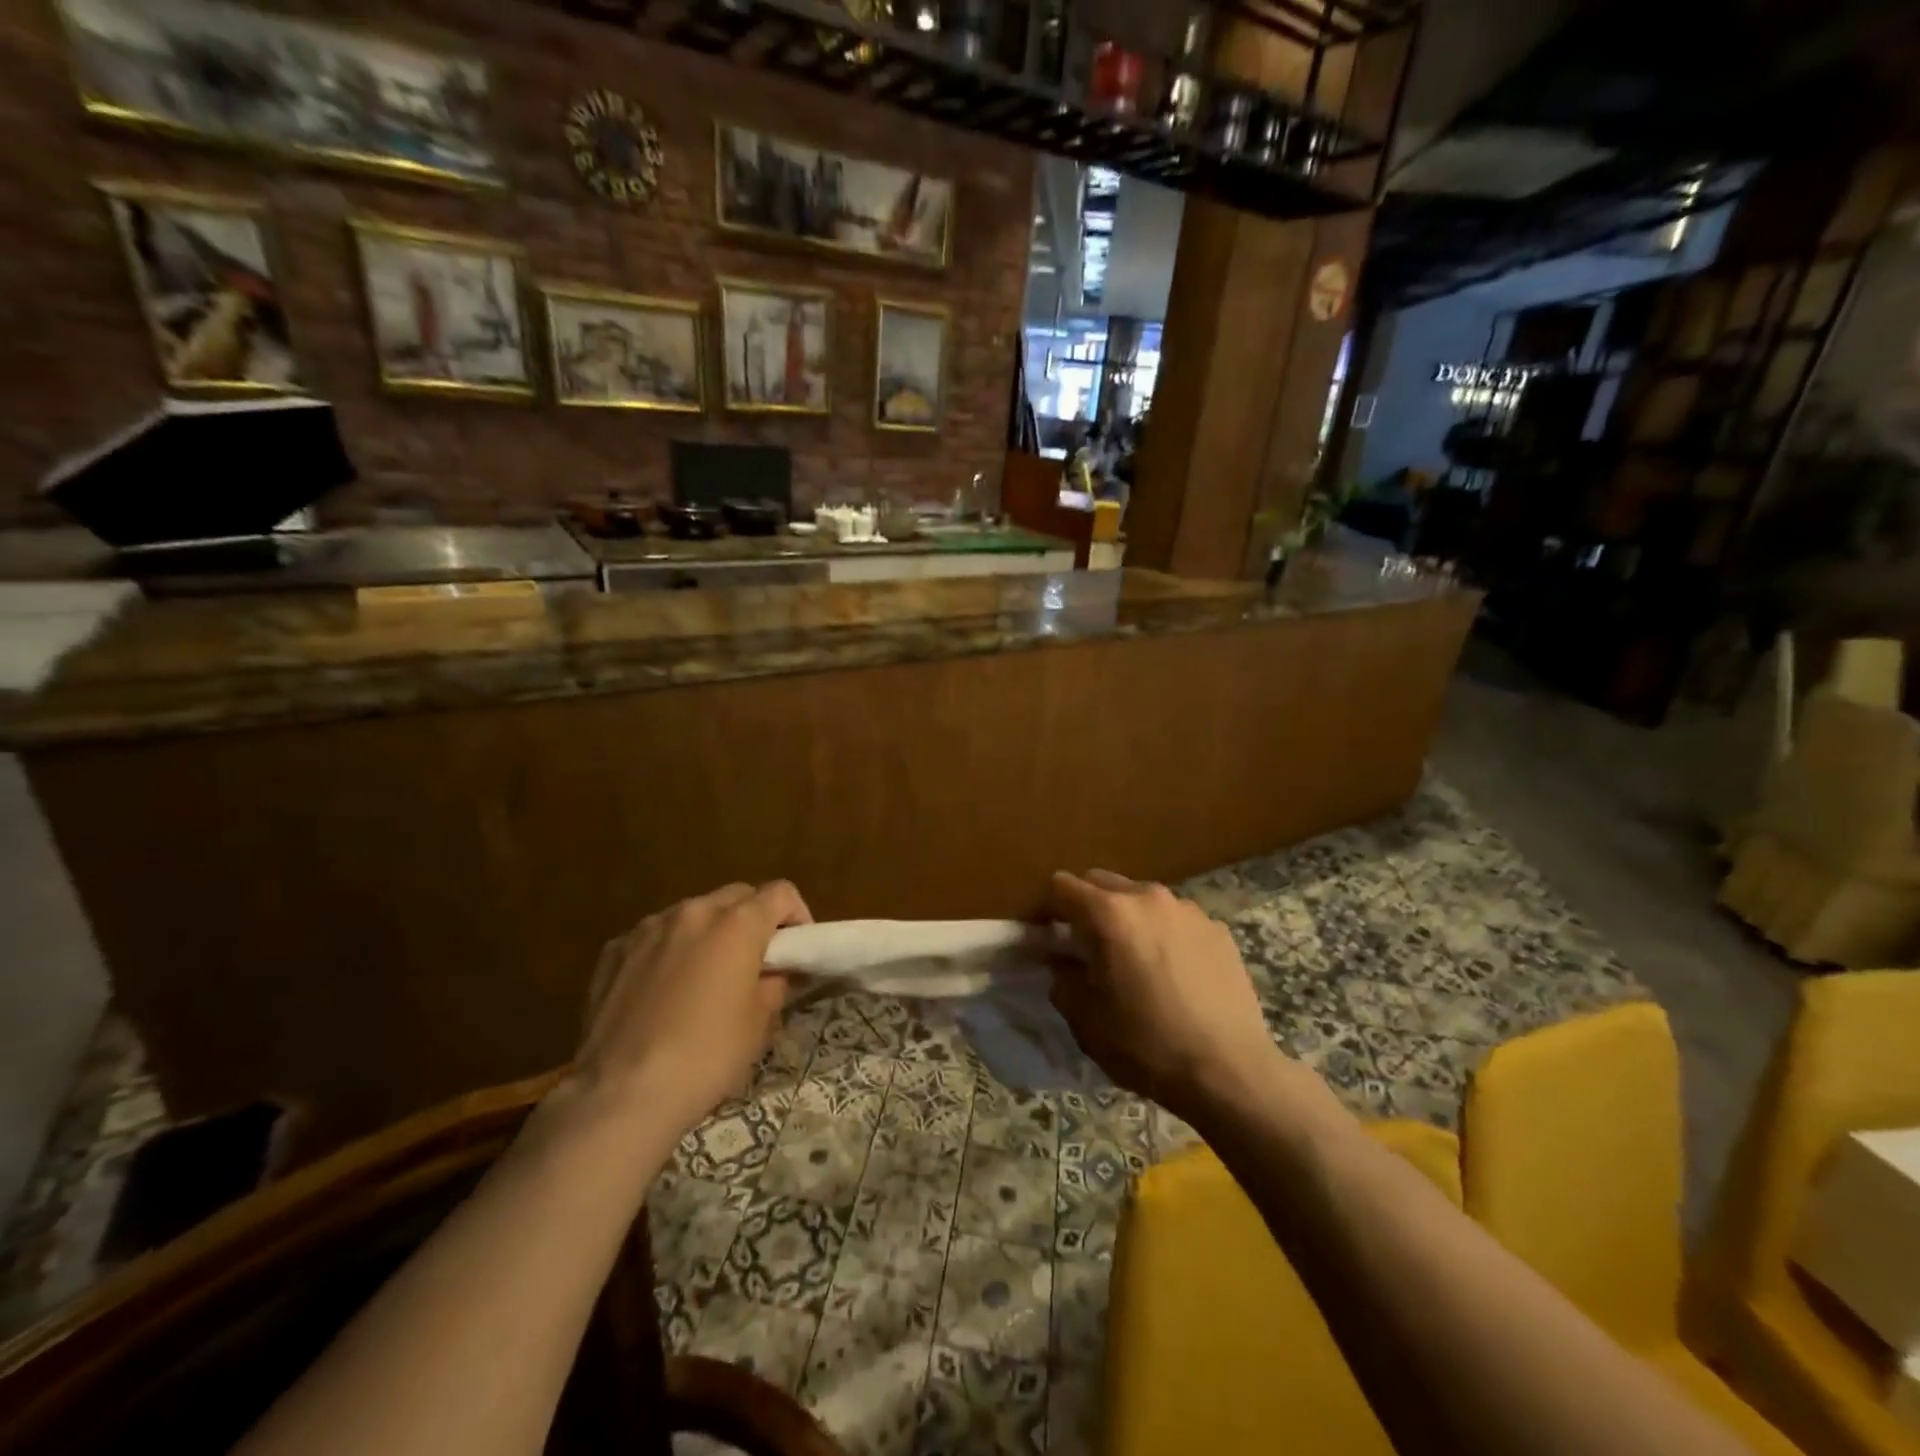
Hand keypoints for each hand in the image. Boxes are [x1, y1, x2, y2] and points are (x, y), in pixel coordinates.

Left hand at [573, 881, 810, 1139]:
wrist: (621, 1094)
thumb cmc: (707, 1057)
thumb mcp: (760, 1023)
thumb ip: (775, 983)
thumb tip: (777, 972)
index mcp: (737, 923)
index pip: (781, 893)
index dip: (797, 915)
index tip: (796, 949)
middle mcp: (694, 911)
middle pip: (737, 895)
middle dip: (754, 919)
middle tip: (756, 961)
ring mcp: (649, 927)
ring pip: (694, 913)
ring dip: (710, 932)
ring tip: (706, 976)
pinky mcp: (614, 950)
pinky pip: (655, 936)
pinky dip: (670, 950)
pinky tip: (664, 991)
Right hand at [1046, 869, 1283, 1123]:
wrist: (1230, 1072)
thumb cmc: (1147, 1045)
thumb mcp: (1086, 1019)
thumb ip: (1062, 979)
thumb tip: (1061, 962)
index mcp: (1109, 914)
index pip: (1062, 886)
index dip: (1046, 908)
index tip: (1045, 935)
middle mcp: (1148, 898)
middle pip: (1102, 882)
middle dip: (1086, 907)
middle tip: (1085, 947)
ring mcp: (1188, 910)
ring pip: (1142, 899)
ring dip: (1127, 918)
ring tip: (1133, 959)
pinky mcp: (1218, 929)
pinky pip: (1176, 919)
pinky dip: (1164, 934)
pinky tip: (1173, 973)